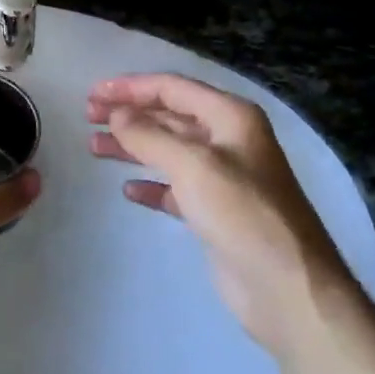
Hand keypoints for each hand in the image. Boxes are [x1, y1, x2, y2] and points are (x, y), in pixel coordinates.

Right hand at [88, 73, 339, 349]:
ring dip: (132, 146)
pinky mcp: (215, 212)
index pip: (173, 88)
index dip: (131, 87)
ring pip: (168, 151)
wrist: (286, 286)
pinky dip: (150, 185)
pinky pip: (174, 188)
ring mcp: (223, 177)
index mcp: (230, 117)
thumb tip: (117, 115)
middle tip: (88, 118)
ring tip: (94, 147)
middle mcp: (228, 140)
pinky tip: (128, 190)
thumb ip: (149, 136)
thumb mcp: (193, 166)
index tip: (93, 94)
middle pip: (169, 116)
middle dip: (129, 114)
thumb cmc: (242, 213)